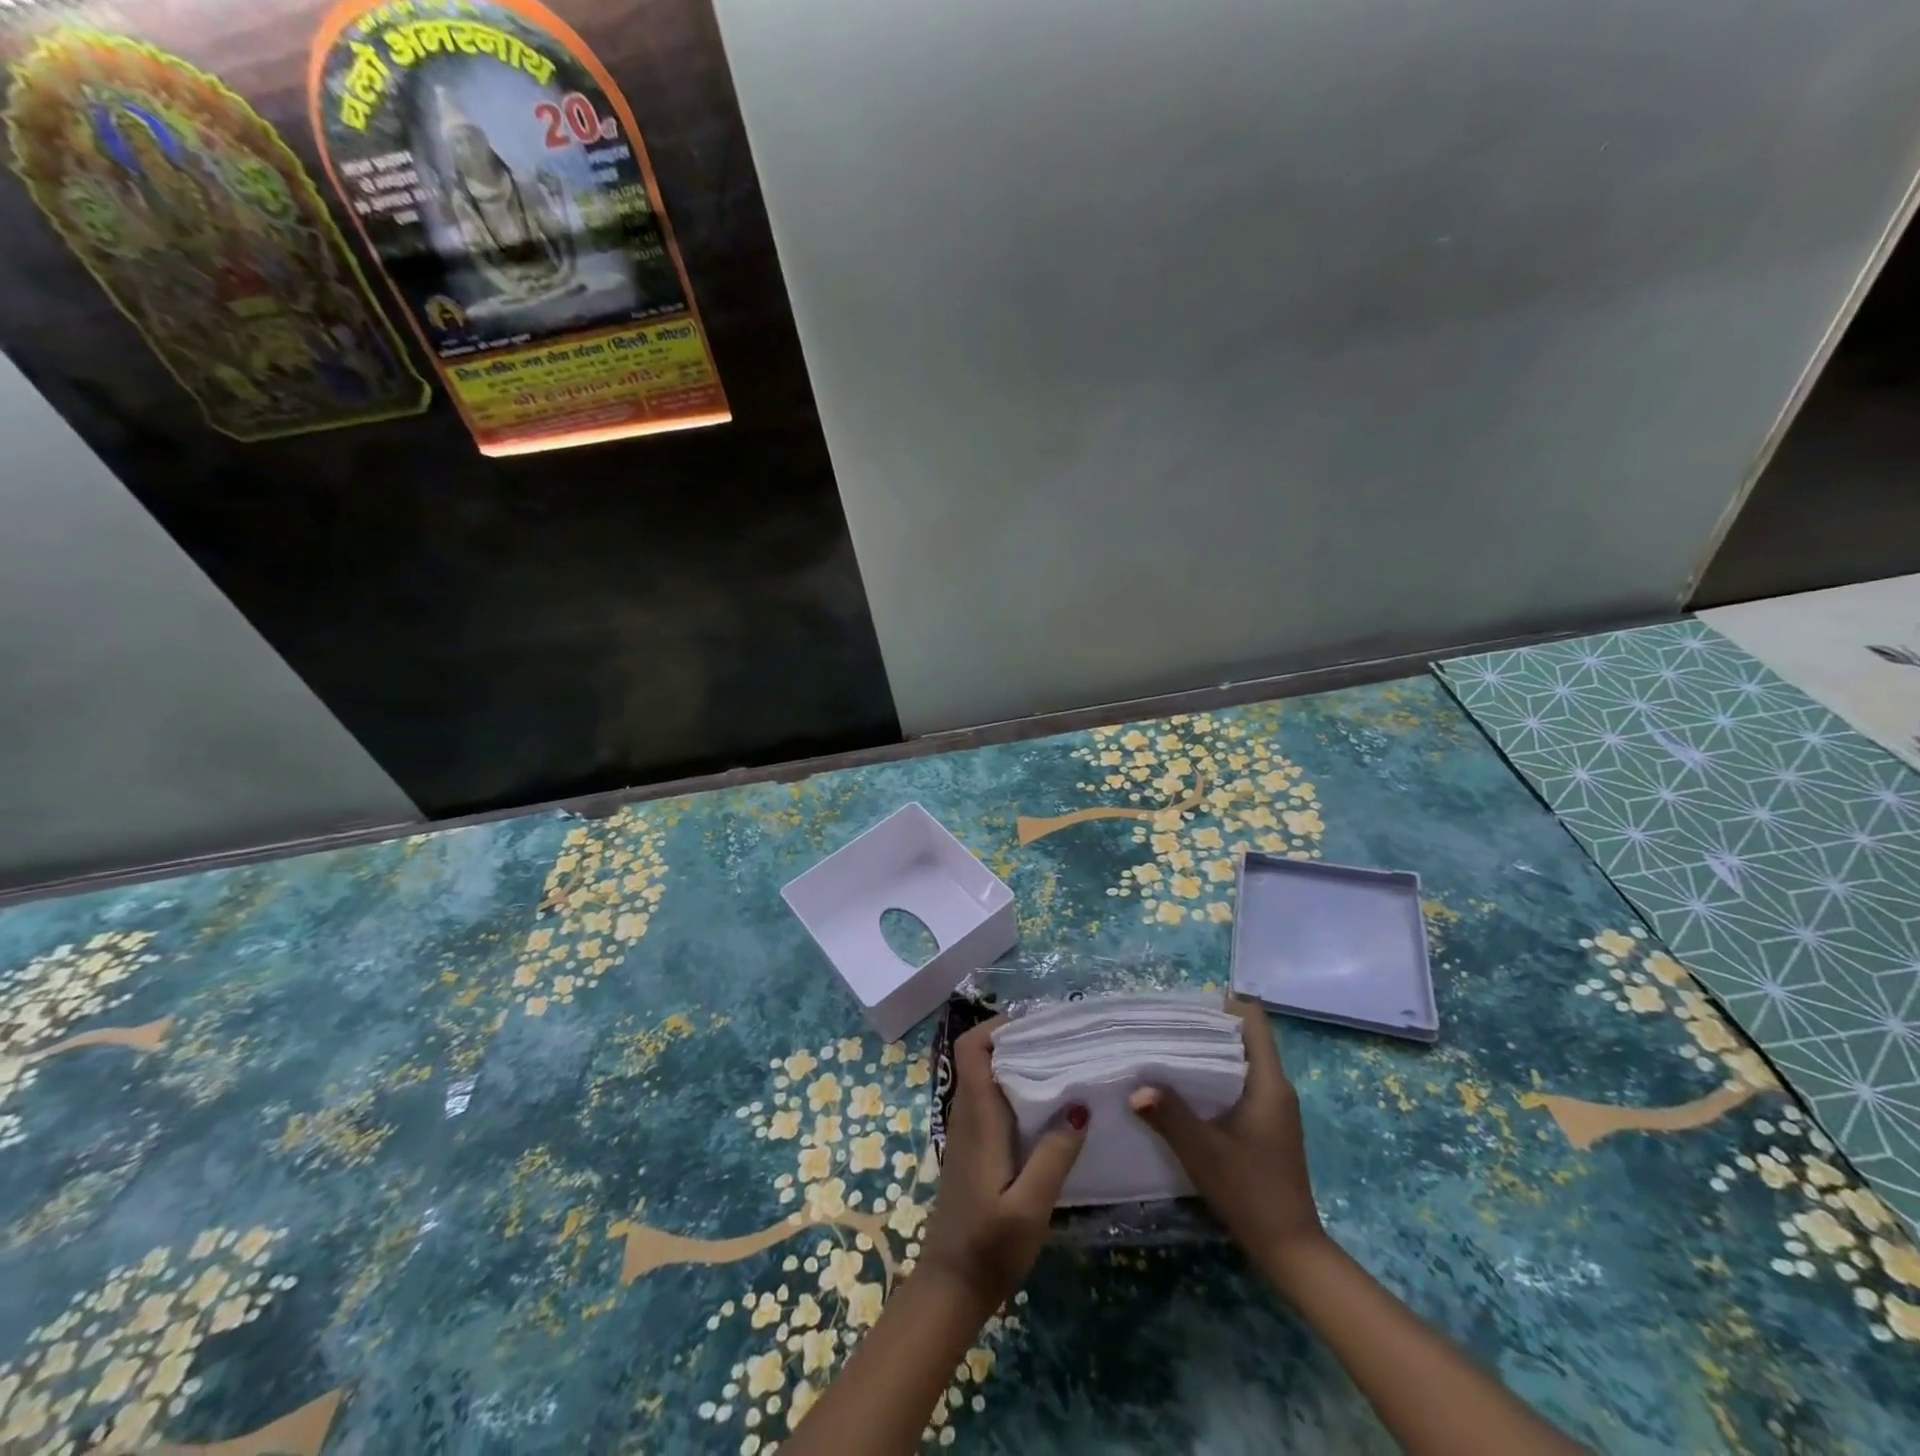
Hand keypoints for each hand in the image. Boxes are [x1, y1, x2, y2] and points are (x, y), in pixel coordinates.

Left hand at [917, 1016, 1087, 1316]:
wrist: (951, 1286)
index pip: (970, 1049)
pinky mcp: (974, 1150)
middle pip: (981, 1058)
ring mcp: (968, 1133)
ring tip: (1061, 1064)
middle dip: (1016, 1040)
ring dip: (1017, 1065)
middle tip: (1061, 1039)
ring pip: (987, 1078)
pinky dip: (1015, 1091)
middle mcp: (967, 1115)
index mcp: (977, 1117)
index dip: (996, 1026)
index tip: (1035, 1022)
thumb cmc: (989, 1245)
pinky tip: (1048, 1108)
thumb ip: (1053, 1155)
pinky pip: (991, 1102)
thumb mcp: (1030, 1205)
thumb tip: (1079, 1104)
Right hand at [1129, 995, 1325, 1273]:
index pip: (1253, 1019)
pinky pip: (1239, 1083)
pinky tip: (1183, 1088)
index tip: (1184, 1005)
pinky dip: (1213, 1077)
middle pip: (1243, 1037)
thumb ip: (1169, 1115)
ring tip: (1165, 1050)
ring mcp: (1274, 1107)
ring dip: (1207, 1053)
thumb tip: (1136, 1087)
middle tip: (1163, 1025)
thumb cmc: (1251, 1191)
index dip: (1222, 1003)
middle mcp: (1276, 1087)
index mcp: (1269, 1082)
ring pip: (1240, 1061)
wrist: (1291, 1249)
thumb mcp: (1204, 1151)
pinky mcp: (1266, 1125)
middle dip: (1205, 1026)